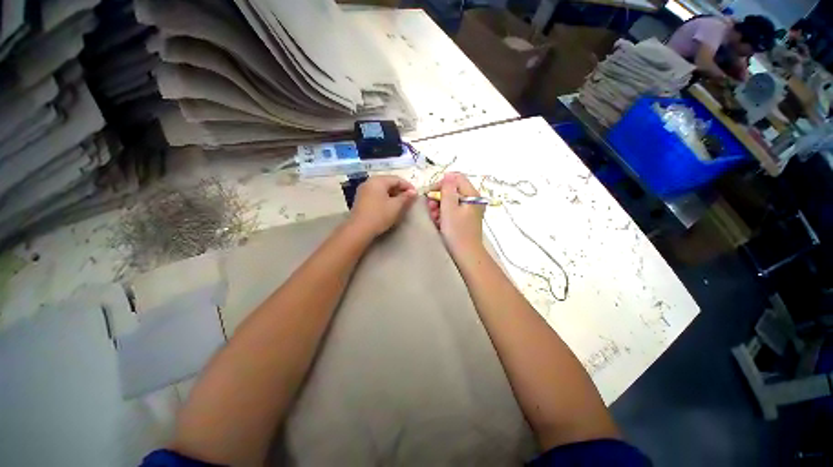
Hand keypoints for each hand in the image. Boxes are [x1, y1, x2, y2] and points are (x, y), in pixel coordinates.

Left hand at [348, 175, 416, 237]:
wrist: (359, 229)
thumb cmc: (379, 215)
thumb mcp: (396, 206)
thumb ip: (406, 197)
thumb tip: (414, 192)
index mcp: (378, 181)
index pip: (397, 179)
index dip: (408, 186)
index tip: (416, 195)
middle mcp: (369, 182)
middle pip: (388, 182)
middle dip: (400, 190)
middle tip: (409, 199)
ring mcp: (363, 191)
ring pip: (382, 189)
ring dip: (393, 194)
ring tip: (401, 203)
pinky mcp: (361, 199)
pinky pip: (376, 194)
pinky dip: (385, 198)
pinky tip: (390, 206)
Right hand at [426, 172, 484, 256]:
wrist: (466, 255)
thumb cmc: (457, 232)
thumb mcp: (449, 208)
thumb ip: (447, 190)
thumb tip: (448, 175)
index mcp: (472, 195)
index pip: (455, 179)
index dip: (441, 184)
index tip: (430, 194)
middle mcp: (473, 200)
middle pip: (453, 190)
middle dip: (439, 197)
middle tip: (430, 208)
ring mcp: (470, 210)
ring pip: (451, 201)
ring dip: (440, 206)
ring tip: (434, 217)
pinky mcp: (466, 218)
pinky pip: (453, 210)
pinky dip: (444, 213)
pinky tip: (438, 221)